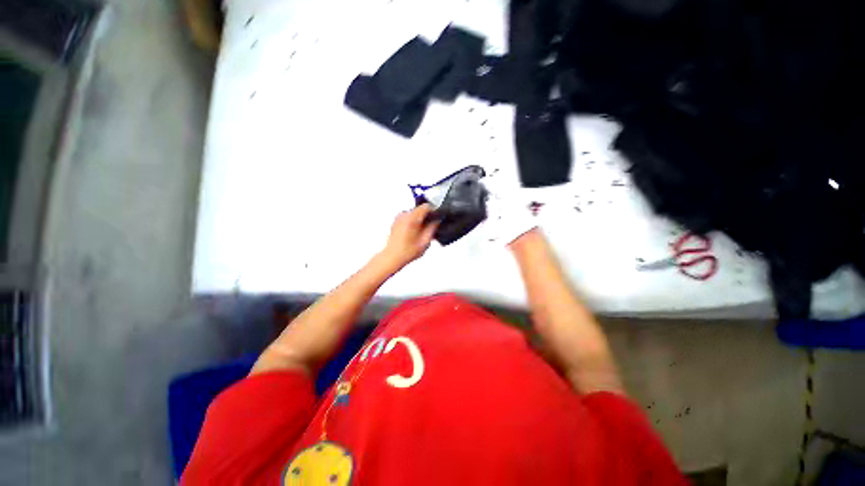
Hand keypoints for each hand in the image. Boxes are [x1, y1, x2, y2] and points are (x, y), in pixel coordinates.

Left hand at [379, 204, 438, 269]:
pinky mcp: (396, 222)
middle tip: (431, 228)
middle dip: (427, 217)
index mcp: (411, 218)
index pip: (426, 206)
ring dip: (420, 221)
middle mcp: (404, 215)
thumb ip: (433, 228)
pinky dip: (414, 223)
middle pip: (420, 210)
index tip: (438, 217)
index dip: (434, 211)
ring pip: (415, 214)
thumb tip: (437, 221)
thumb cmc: (405, 251)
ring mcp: (399, 218)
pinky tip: (415, 234)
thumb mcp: (425, 241)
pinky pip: (408, 218)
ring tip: (422, 234)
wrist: (392, 257)